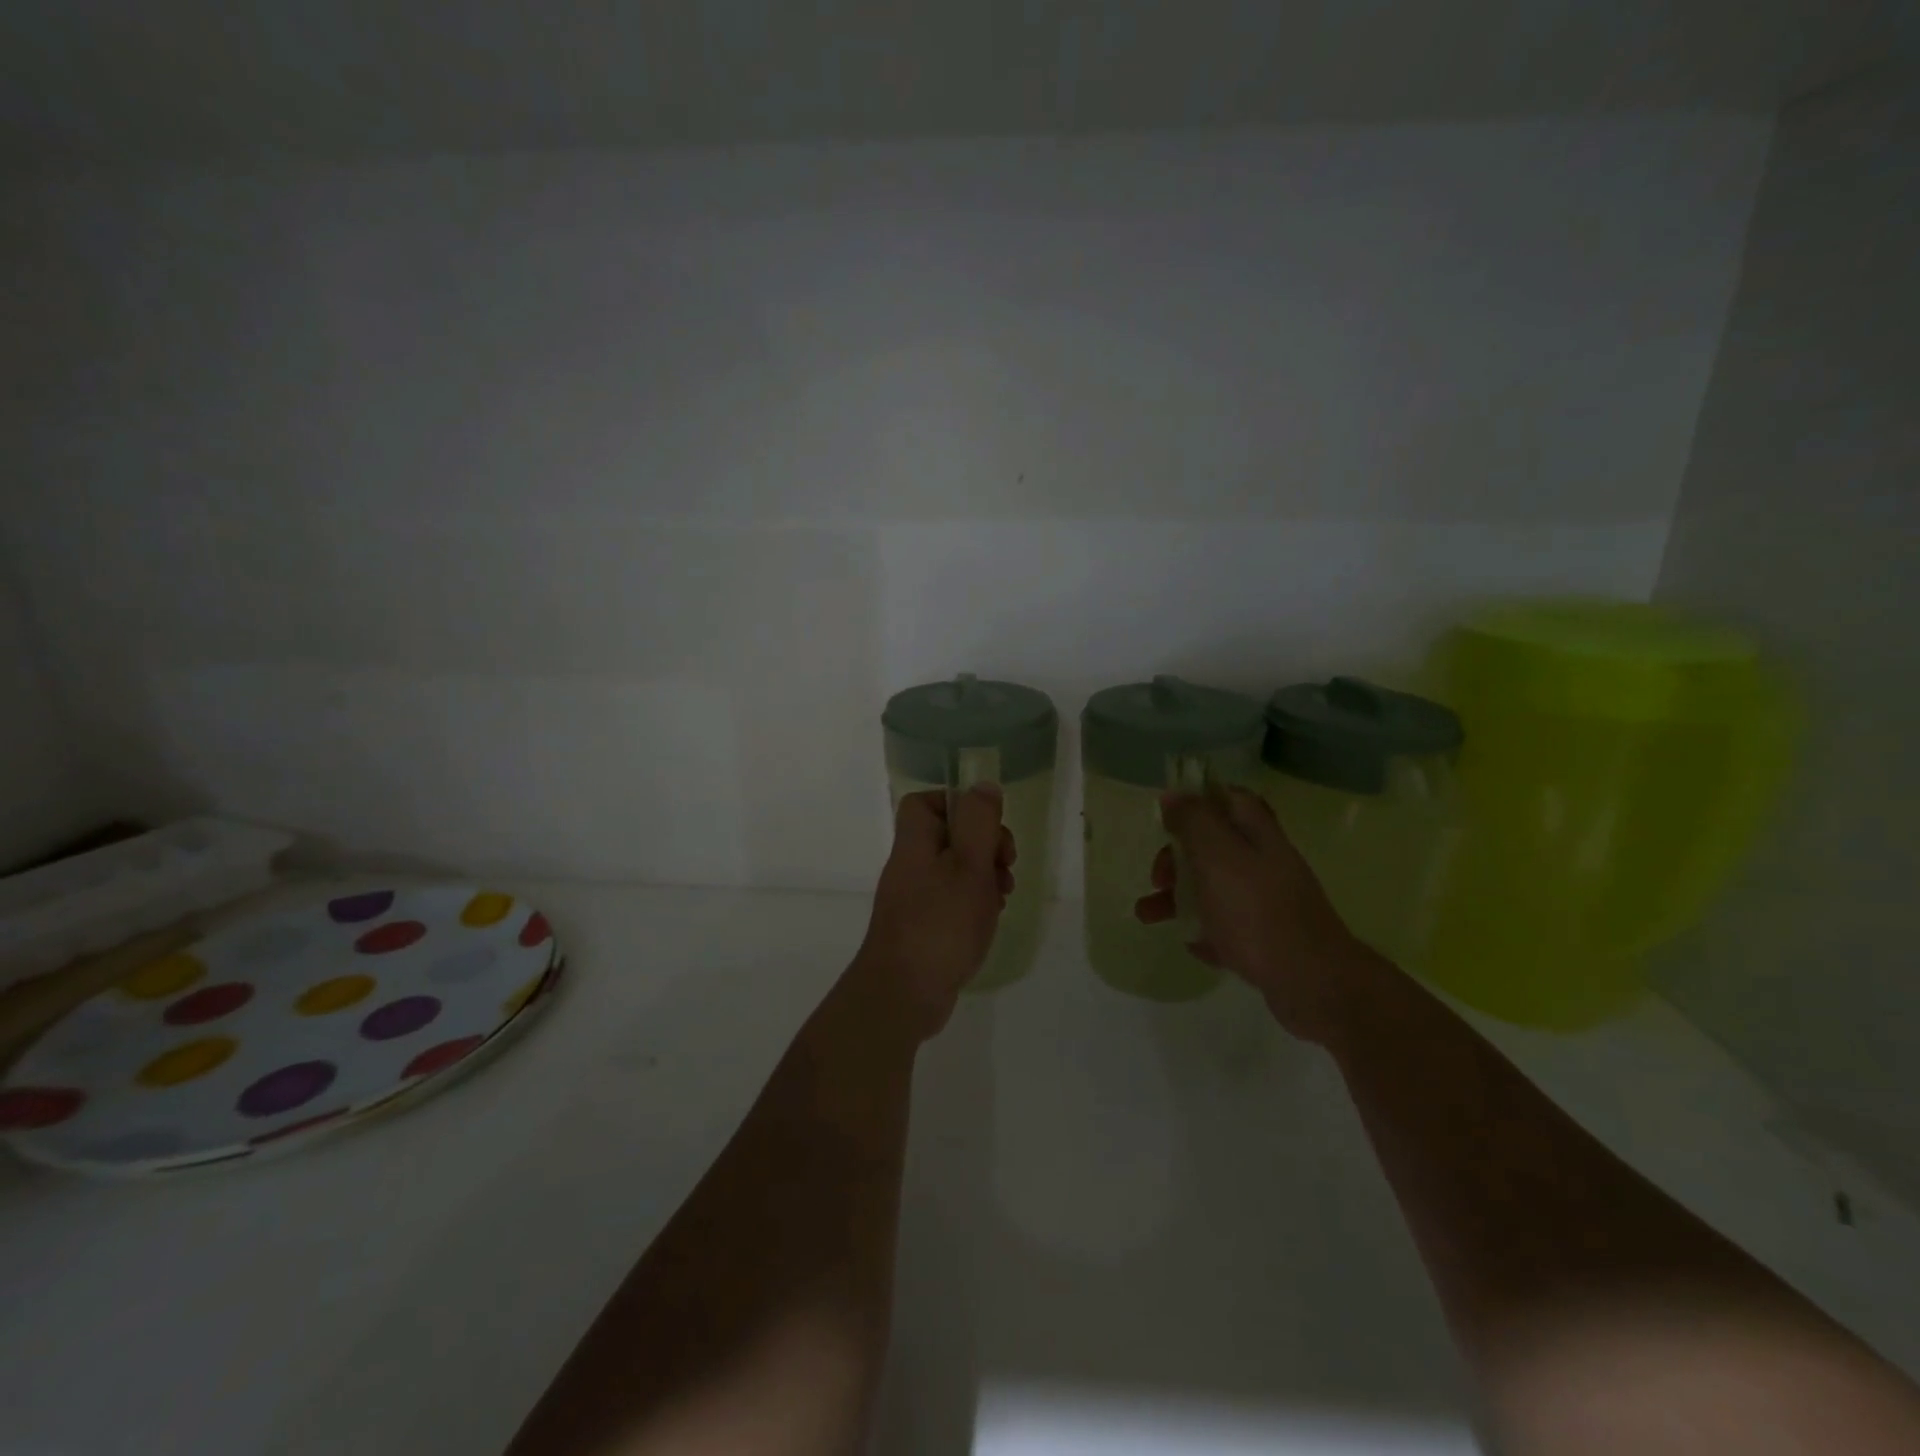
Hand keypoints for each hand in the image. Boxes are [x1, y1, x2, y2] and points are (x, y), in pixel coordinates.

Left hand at [852, 785, 1014, 1039]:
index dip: (958, 806)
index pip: (924, 803)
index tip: (988, 827)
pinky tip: (989, 919)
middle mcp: (909, 866)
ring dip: (984, 876)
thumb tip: (983, 785)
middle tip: (1006, 865)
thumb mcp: (970, 865)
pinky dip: (974, 904)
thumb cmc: (941, 924)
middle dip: (984, 845)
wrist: (902, 995)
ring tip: (1003, 895)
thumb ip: (979, 823)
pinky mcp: (922, 927)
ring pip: (954, 870)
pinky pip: (951, 901)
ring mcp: (913, 898)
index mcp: (915, 843)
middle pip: (947, 836)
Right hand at [1134, 787, 1375, 1043]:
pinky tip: (1192, 944)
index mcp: (1258, 837)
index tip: (1167, 817)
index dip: (1200, 801)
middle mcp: (1267, 865)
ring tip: (1147, 916)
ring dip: (1180, 898)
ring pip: (1217, 889)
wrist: (1312, 983)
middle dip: (1178, 858)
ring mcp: (1271, 904)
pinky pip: (1230, 928)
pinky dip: (1206, 930)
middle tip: (1157, 878)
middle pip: (1217, 847)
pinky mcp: (1270, 942)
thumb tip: (1174, 794)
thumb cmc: (1257, 912)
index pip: (1231, 800)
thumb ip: (1195, 822)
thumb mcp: (1218, 858)